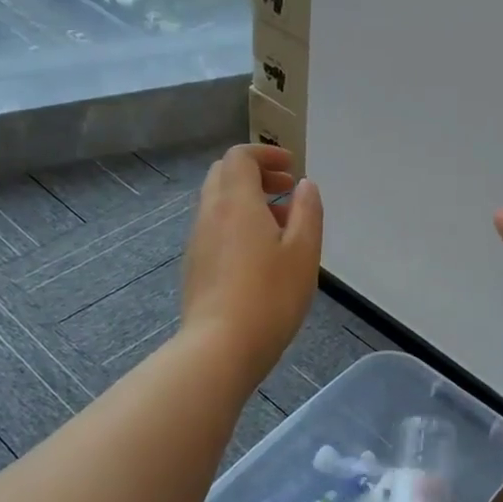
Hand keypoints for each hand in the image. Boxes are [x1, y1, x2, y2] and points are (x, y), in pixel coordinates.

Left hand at [182, 144, 323, 382]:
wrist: (220, 347)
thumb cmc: (270, 296)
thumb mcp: (303, 252)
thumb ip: (308, 212)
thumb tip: (305, 185)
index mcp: (236, 202)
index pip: (240, 156)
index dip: (265, 154)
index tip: (291, 168)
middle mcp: (210, 213)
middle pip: (224, 175)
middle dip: (256, 174)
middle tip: (286, 190)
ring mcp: (198, 241)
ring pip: (218, 203)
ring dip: (247, 201)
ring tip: (282, 226)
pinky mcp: (195, 266)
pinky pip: (214, 228)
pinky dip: (236, 223)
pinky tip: (260, 254)